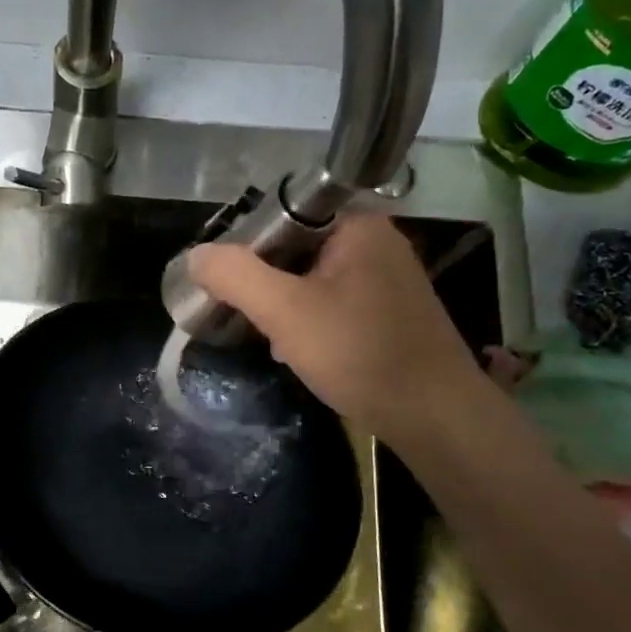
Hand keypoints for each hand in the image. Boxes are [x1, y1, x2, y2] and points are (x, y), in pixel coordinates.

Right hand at [187, 212, 482, 440]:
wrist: (434, 415)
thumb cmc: (359, 353)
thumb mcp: (285, 311)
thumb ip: (235, 276)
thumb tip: (196, 255)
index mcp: (357, 225)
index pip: (283, 215)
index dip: (247, 247)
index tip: (227, 285)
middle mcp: (376, 242)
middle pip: (295, 249)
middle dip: (266, 286)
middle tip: (250, 320)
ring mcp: (387, 279)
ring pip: (312, 281)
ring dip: (285, 309)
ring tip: (274, 341)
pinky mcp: (390, 312)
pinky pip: (333, 304)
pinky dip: (311, 323)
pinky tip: (302, 353)